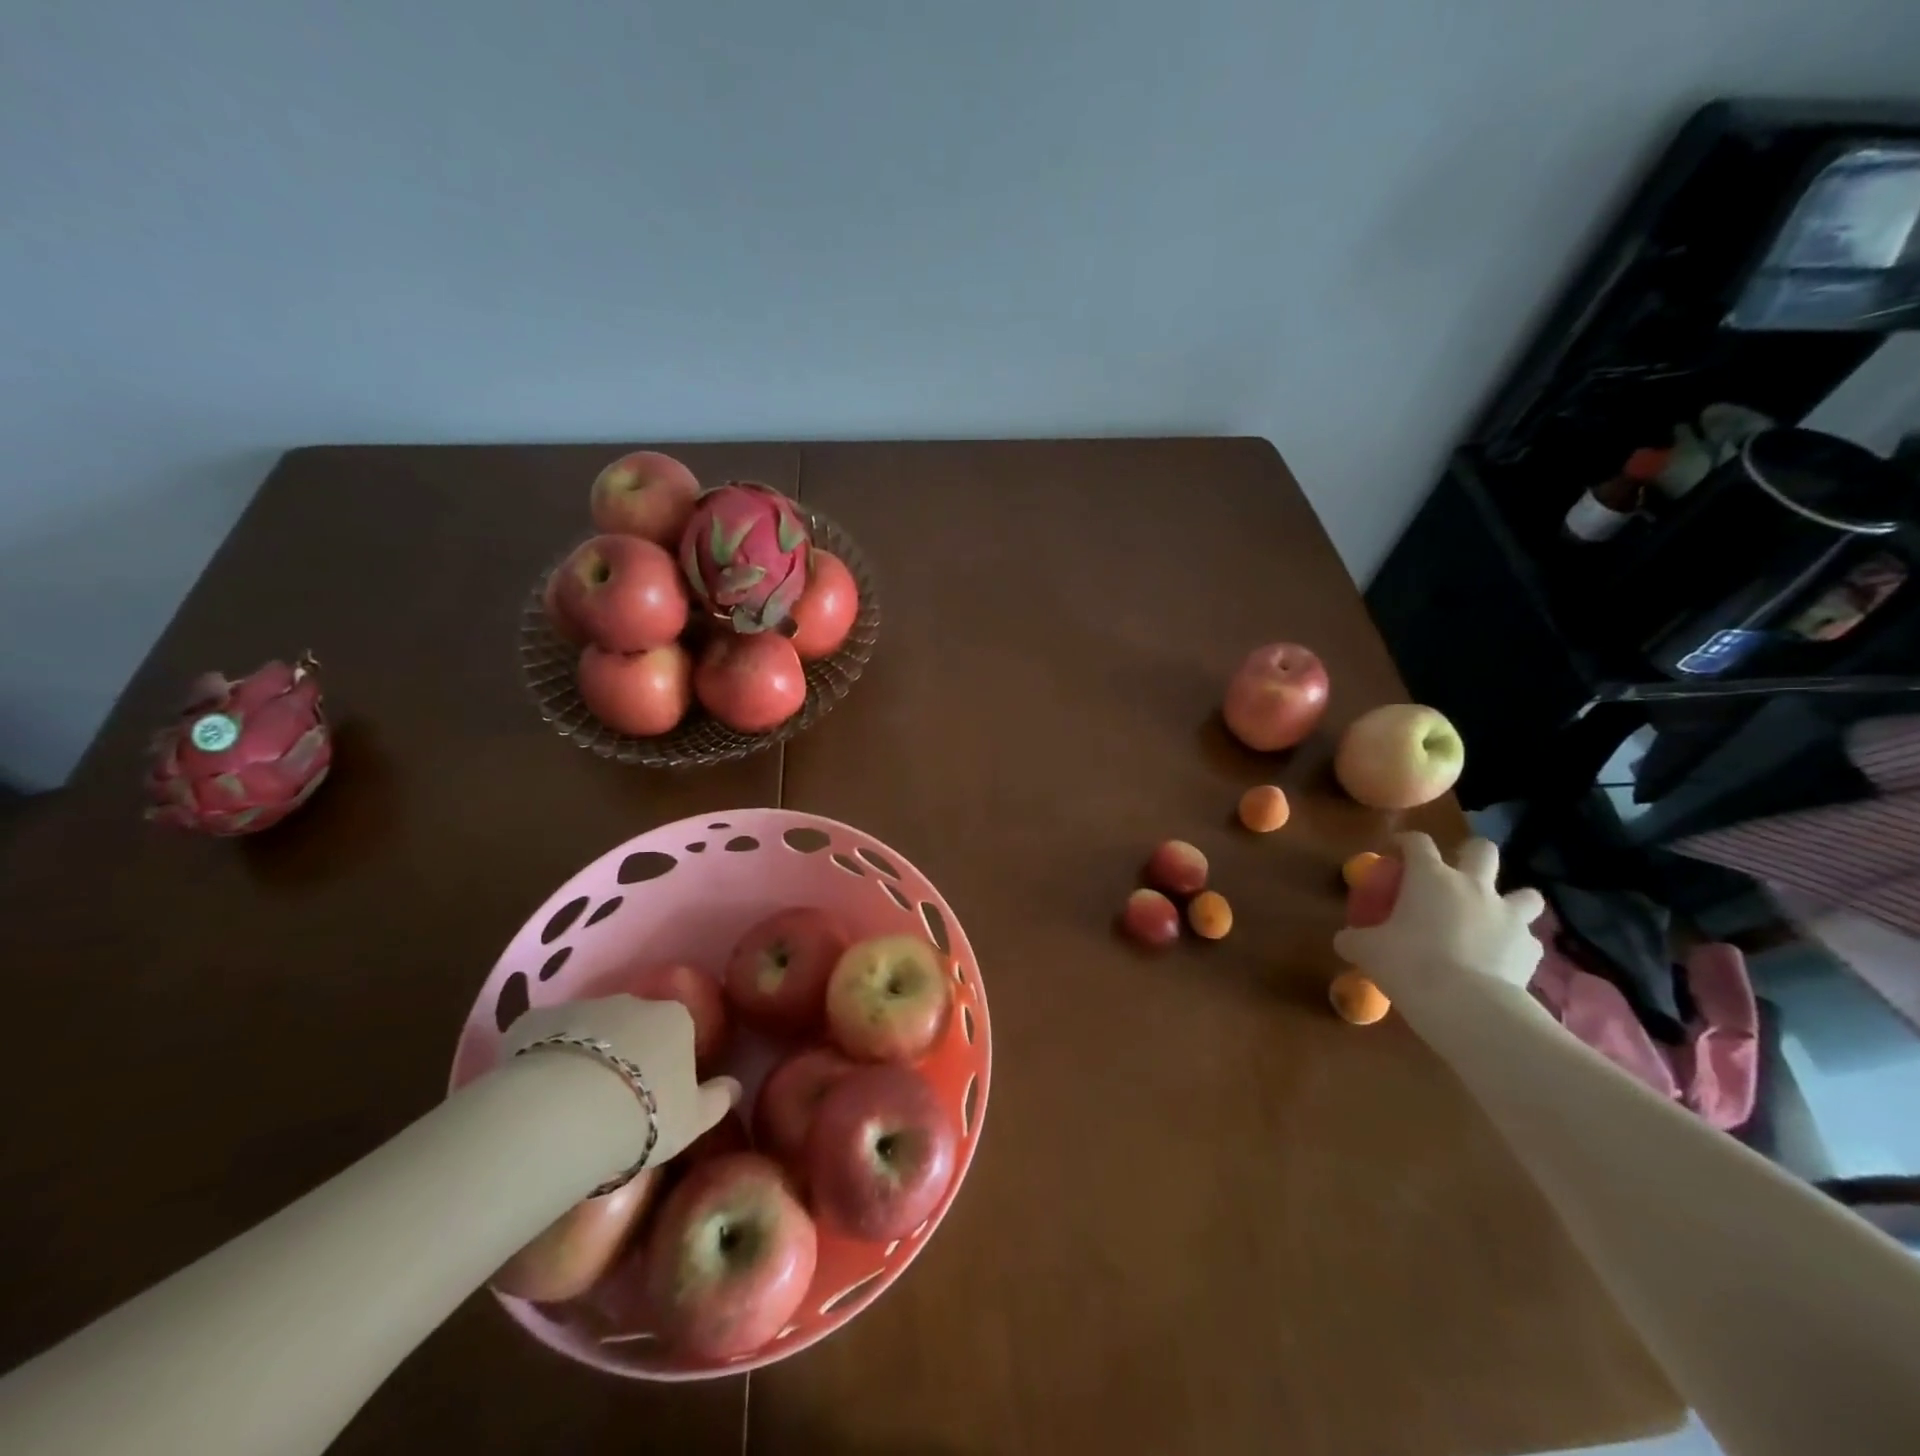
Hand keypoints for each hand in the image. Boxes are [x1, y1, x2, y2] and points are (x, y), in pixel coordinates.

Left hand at [503, 995, 740, 1167]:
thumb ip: (717, 1100)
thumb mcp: (694, 1120)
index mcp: (675, 1019)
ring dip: (584, 1053)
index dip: (668, 1058)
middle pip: (633, 1023)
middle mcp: (632, 1002)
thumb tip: (735, 1085)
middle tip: (613, 1097)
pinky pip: (542, 1037)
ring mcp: (582, 1006)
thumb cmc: (644, 1116)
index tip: (656, 1091)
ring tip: (570, 1100)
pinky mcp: (534, 1021)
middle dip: (625, 1050)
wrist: (567, 1114)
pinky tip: (534, 1091)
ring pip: (587, 1029)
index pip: (678, 1029)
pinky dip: (541, 1056)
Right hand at [1332, 833, 1545, 996]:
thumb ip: (1353, 939)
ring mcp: (1509, 916)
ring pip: (1526, 893)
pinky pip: (1529, 939)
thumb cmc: (1408, 963)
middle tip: (1456, 873)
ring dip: (1512, 899)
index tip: (1396, 851)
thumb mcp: (1366, 950)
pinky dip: (1517, 944)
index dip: (1406, 842)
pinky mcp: (1531, 948)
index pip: (1418, 842)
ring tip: (1494, 915)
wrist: (1465, 1004)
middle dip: (1472, 853)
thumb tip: (1344, 940)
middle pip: (1482, 850)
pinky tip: (1502, 957)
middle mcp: (1473, 887)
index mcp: (1431, 878)